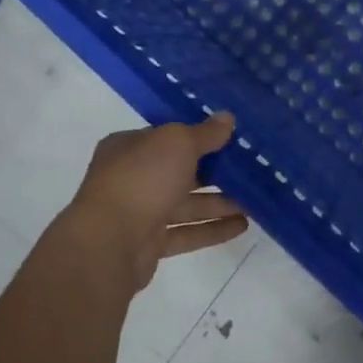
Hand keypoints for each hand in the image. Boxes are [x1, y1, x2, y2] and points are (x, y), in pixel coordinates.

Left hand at [64, 113, 248, 292]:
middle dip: (214, 172)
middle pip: (179, 171)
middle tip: (249, 171)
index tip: (231, 139)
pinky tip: (242, 226)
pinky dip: (212, 229)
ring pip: (186, 204)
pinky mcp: (149, 244)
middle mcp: (132, 177)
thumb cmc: (142, 179)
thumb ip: (205, 133)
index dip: (199, 136)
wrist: (109, 243)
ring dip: (219, 203)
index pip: (168, 137)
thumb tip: (227, 117)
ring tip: (253, 201)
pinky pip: (186, 232)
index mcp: (130, 146)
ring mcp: (139, 212)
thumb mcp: (178, 143)